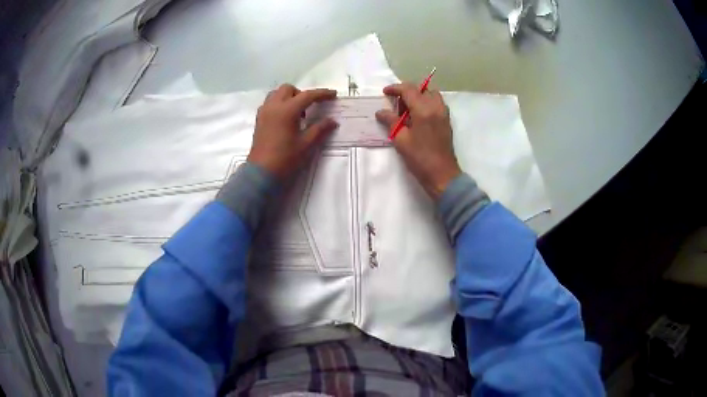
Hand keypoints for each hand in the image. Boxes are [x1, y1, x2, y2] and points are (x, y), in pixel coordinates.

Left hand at [248, 84, 338, 179]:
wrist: (262, 172)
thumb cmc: (285, 158)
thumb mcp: (306, 144)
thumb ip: (320, 129)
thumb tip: (333, 121)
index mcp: (287, 110)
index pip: (307, 95)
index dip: (322, 94)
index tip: (333, 94)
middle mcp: (274, 106)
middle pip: (289, 89)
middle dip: (301, 94)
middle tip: (310, 108)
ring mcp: (264, 111)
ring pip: (277, 94)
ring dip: (289, 97)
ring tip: (296, 114)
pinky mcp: (259, 119)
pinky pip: (270, 103)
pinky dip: (279, 104)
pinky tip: (285, 119)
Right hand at [376, 83, 461, 200]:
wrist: (442, 175)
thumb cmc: (420, 158)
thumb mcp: (401, 139)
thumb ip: (391, 121)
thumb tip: (381, 112)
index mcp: (424, 109)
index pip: (409, 89)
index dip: (395, 88)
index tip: (385, 92)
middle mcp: (436, 107)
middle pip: (421, 89)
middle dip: (407, 91)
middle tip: (396, 103)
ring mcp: (444, 113)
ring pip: (431, 95)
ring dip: (419, 96)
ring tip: (407, 109)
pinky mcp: (446, 121)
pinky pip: (437, 103)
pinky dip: (426, 103)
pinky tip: (417, 116)